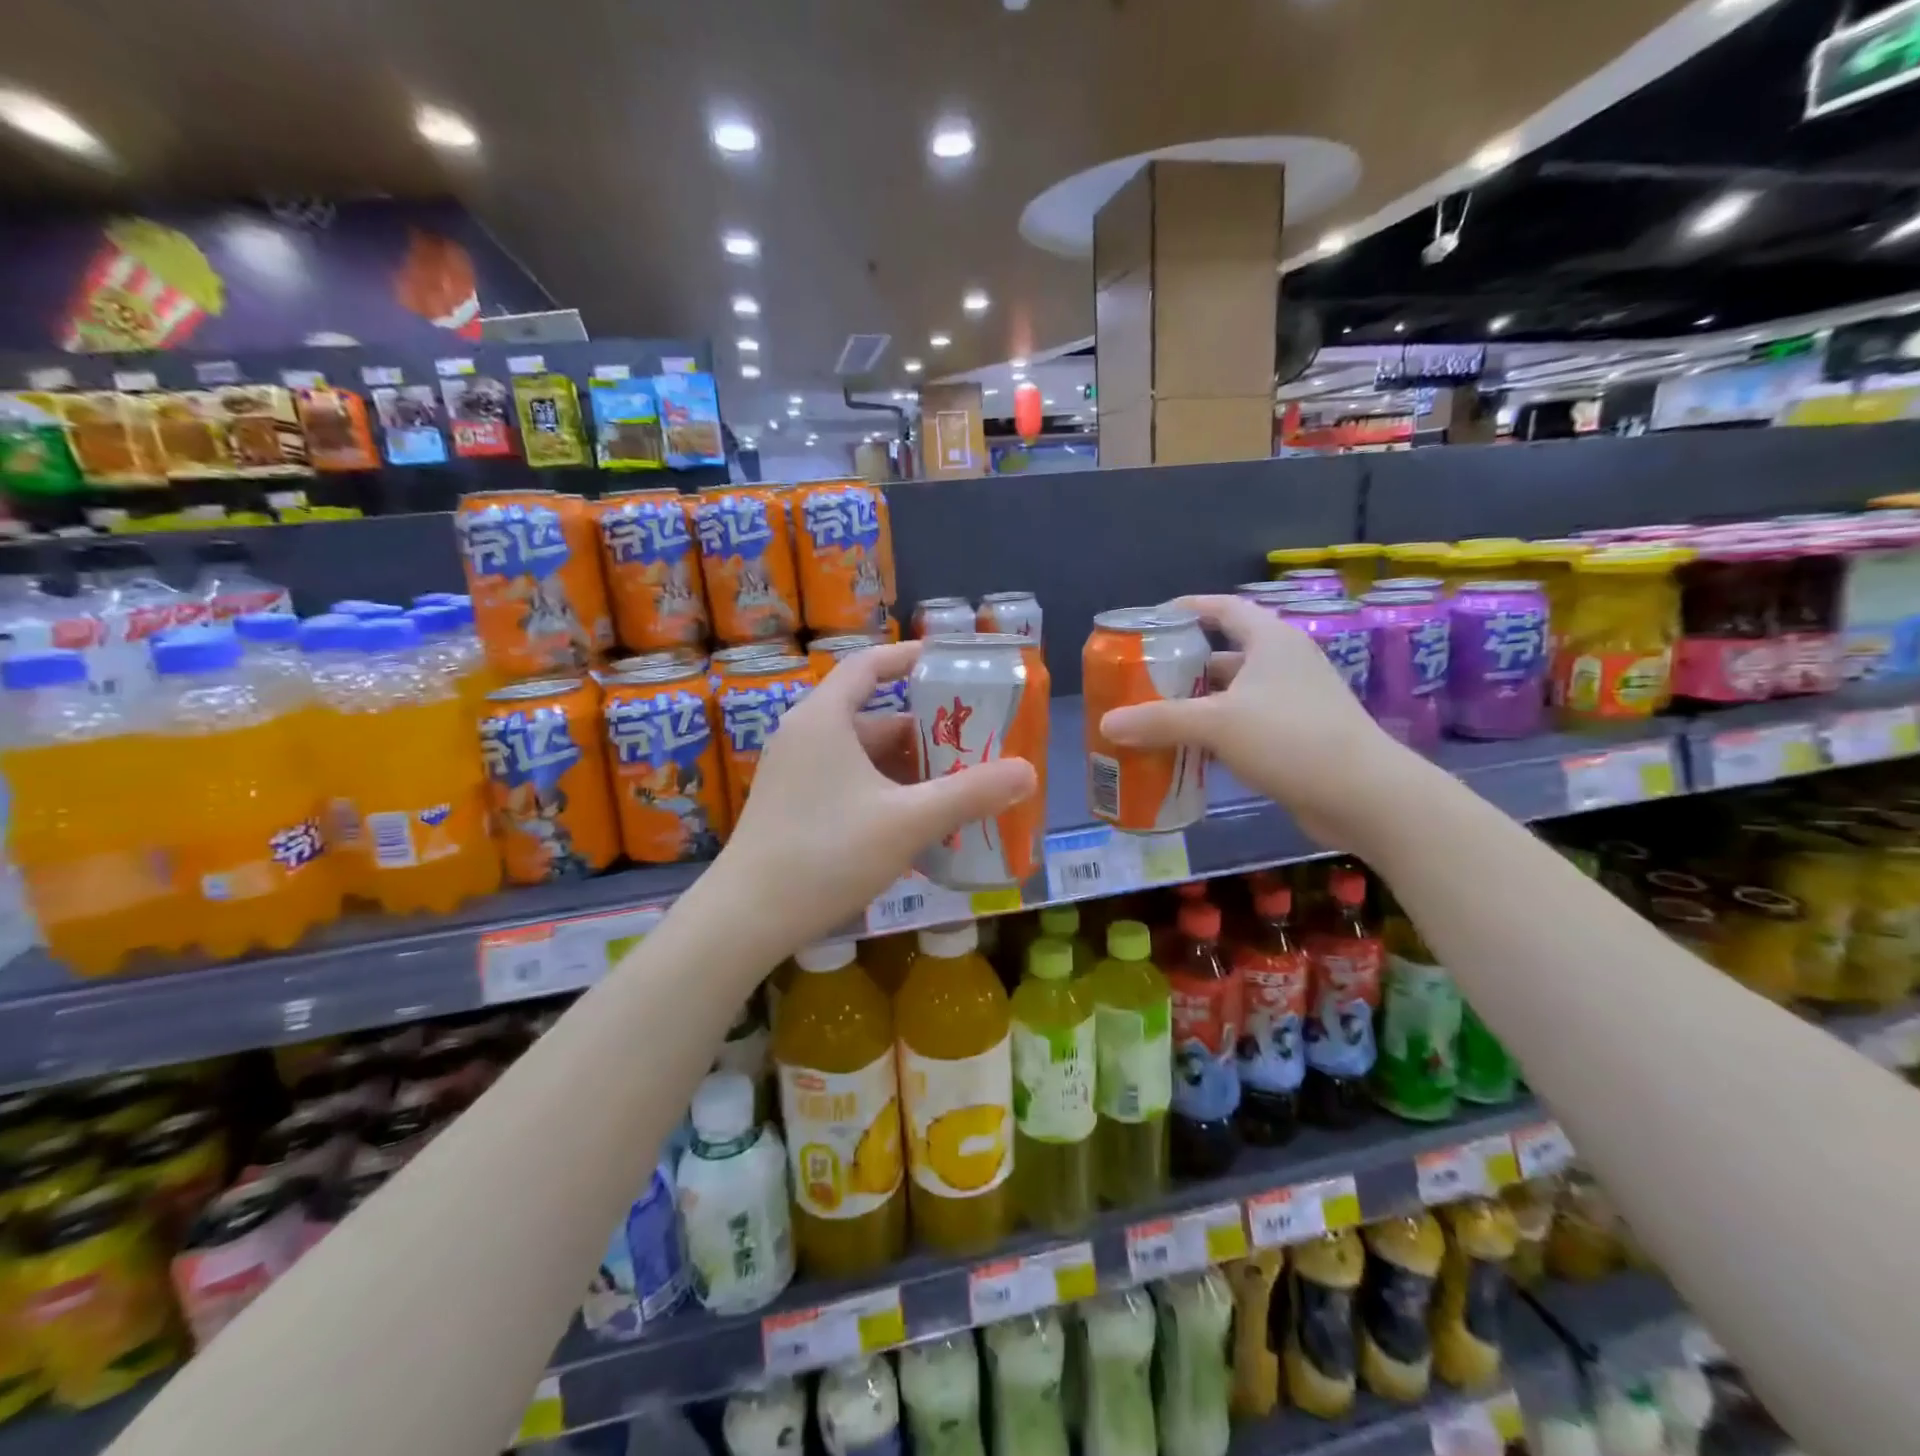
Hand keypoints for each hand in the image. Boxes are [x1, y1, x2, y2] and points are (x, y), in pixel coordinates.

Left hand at [712, 642, 1036, 952]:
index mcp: (825, 719)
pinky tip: (915, 826)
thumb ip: (970, 794)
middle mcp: (805, 736)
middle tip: (973, 749)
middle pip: (875, 718)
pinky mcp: (792, 807)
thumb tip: (1028, 772)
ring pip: (863, 758)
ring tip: (955, 792)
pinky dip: (884, 794)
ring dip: (908, 771)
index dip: (909, 658)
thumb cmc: (827, 853)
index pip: (869, 666)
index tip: (950, 664)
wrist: (747, 918)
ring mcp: (795, 774)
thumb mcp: (909, 821)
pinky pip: (848, 784)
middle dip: (926, 734)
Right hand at [1097, 594, 1416, 846]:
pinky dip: (1215, 736)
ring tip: (1153, 719)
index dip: (1188, 609)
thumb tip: (1106, 724)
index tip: (1152, 621)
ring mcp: (1293, 702)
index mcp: (1270, 641)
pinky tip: (1186, 754)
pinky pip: (1244, 727)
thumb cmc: (1291, 739)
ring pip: (1232, 696)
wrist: (1364, 796)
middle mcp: (1283, 664)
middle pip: (1222, 656)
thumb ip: (1159, 721)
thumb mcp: (1217, 724)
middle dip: (1181, 669)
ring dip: (1196, 707)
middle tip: (1140, 682)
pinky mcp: (1297, 737)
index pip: (1224, 608)